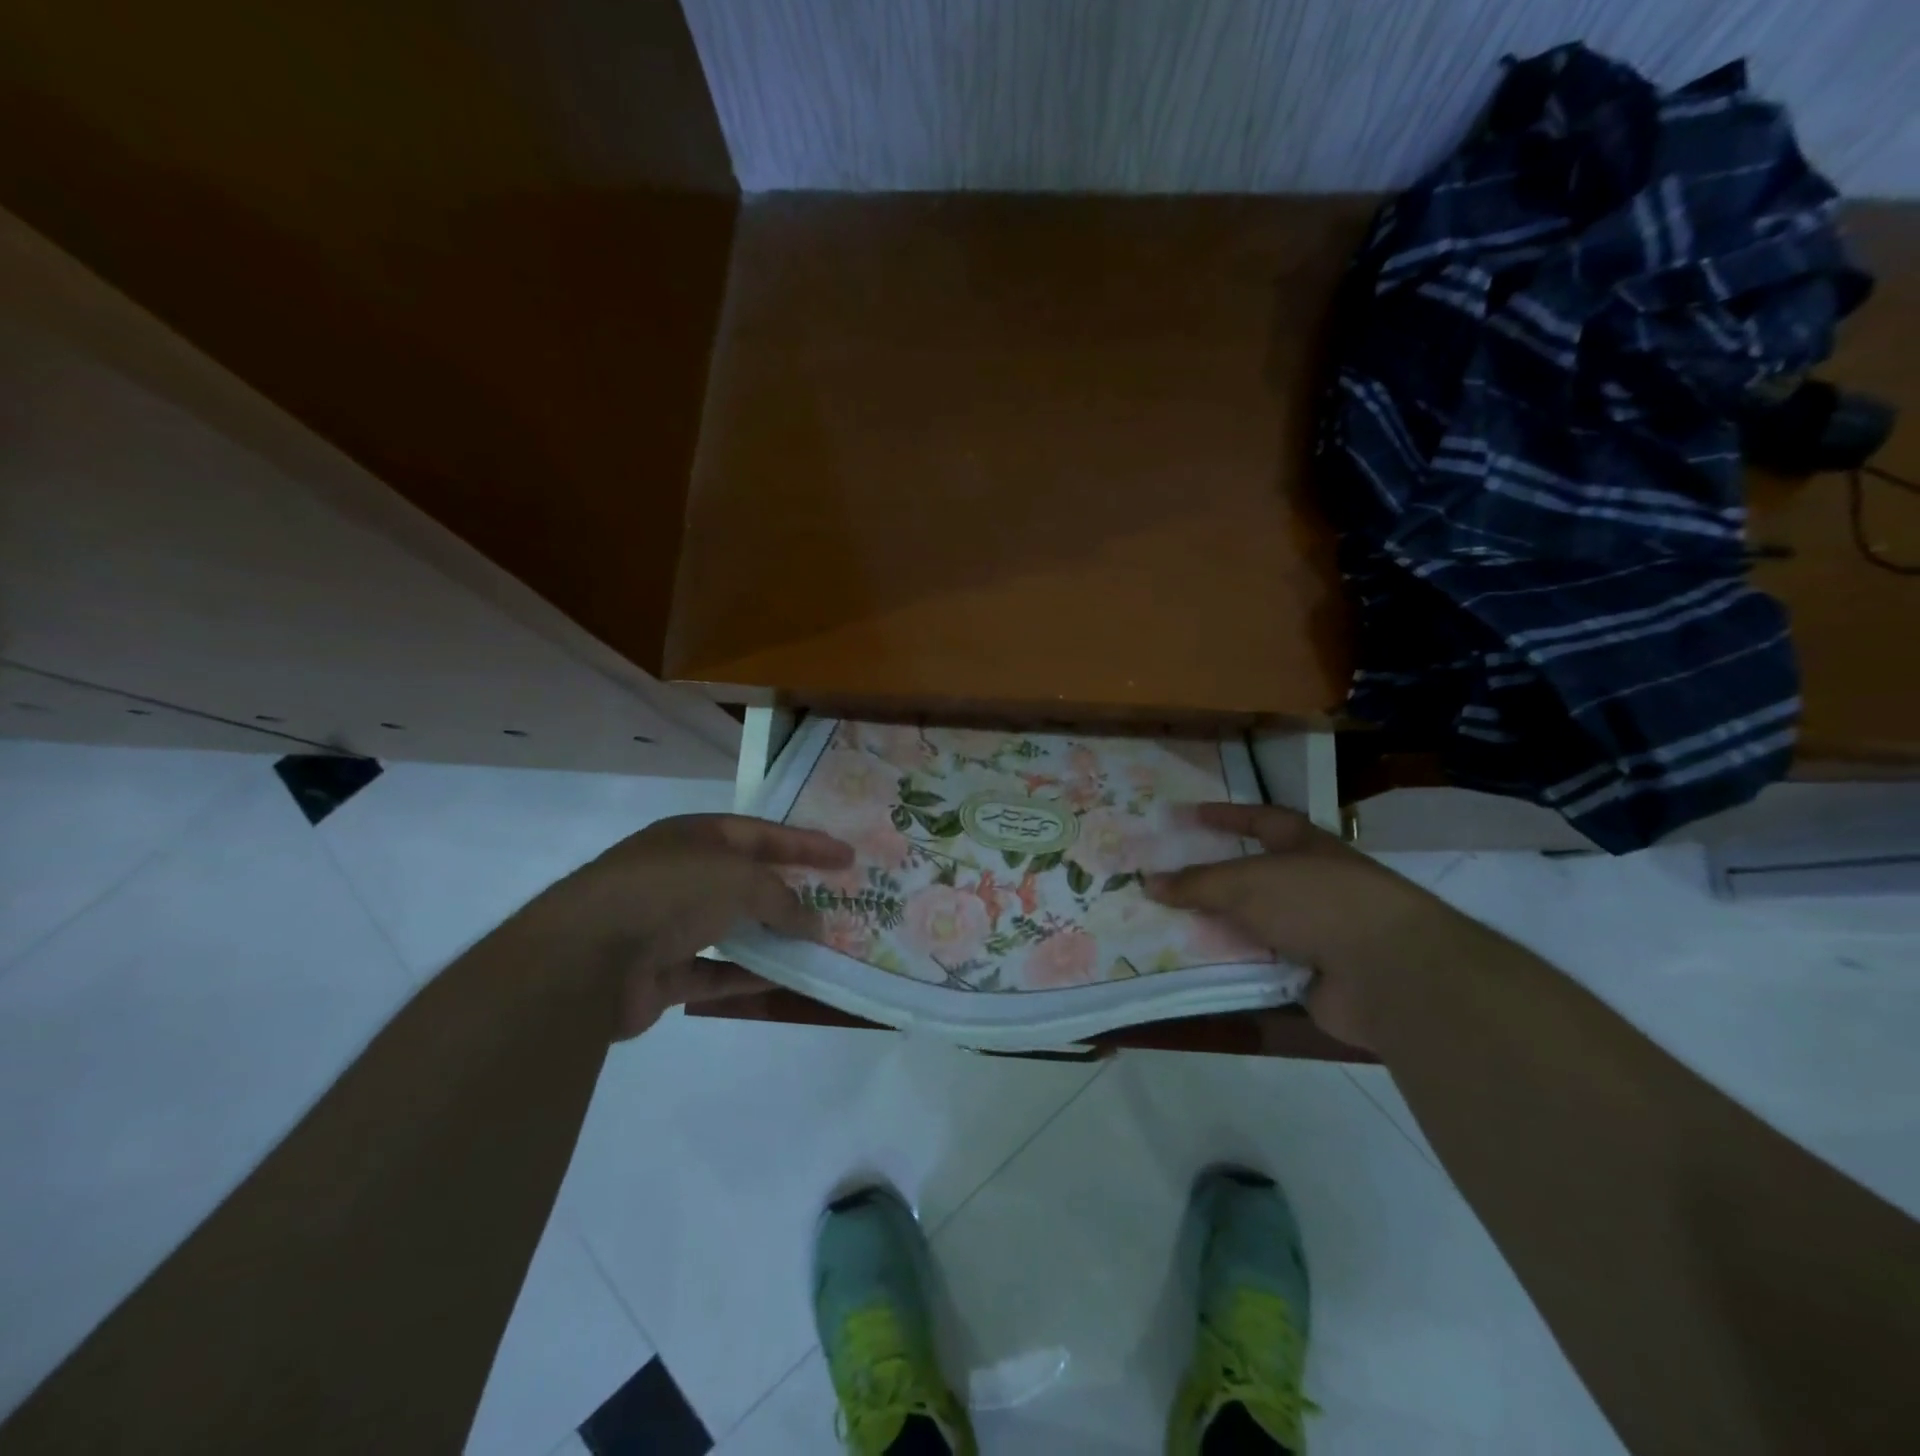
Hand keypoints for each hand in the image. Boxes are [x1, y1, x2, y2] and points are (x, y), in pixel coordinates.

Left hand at [529, 813, 852, 1039]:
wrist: (584, 959)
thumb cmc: (668, 893)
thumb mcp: (738, 879)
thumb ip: (782, 898)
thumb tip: (812, 923)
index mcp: (694, 837)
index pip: (763, 834)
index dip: (807, 843)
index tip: (848, 857)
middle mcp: (680, 875)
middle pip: (747, 880)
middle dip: (790, 890)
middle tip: (834, 901)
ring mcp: (666, 924)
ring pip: (733, 928)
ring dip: (772, 936)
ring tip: (818, 944)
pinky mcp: (660, 973)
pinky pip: (716, 971)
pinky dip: (748, 975)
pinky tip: (786, 980)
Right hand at [1146, 803, 1478, 1048]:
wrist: (1387, 971)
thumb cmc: (1316, 902)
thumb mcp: (1247, 883)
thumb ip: (1197, 883)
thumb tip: (1148, 882)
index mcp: (1306, 847)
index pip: (1261, 819)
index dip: (1227, 815)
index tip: (1190, 815)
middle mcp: (1312, 884)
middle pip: (1255, 876)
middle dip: (1215, 879)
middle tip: (1168, 879)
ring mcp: (1317, 931)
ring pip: (1256, 923)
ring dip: (1220, 925)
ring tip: (1169, 925)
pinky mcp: (1314, 974)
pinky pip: (1262, 964)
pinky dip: (1235, 964)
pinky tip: (1197, 965)